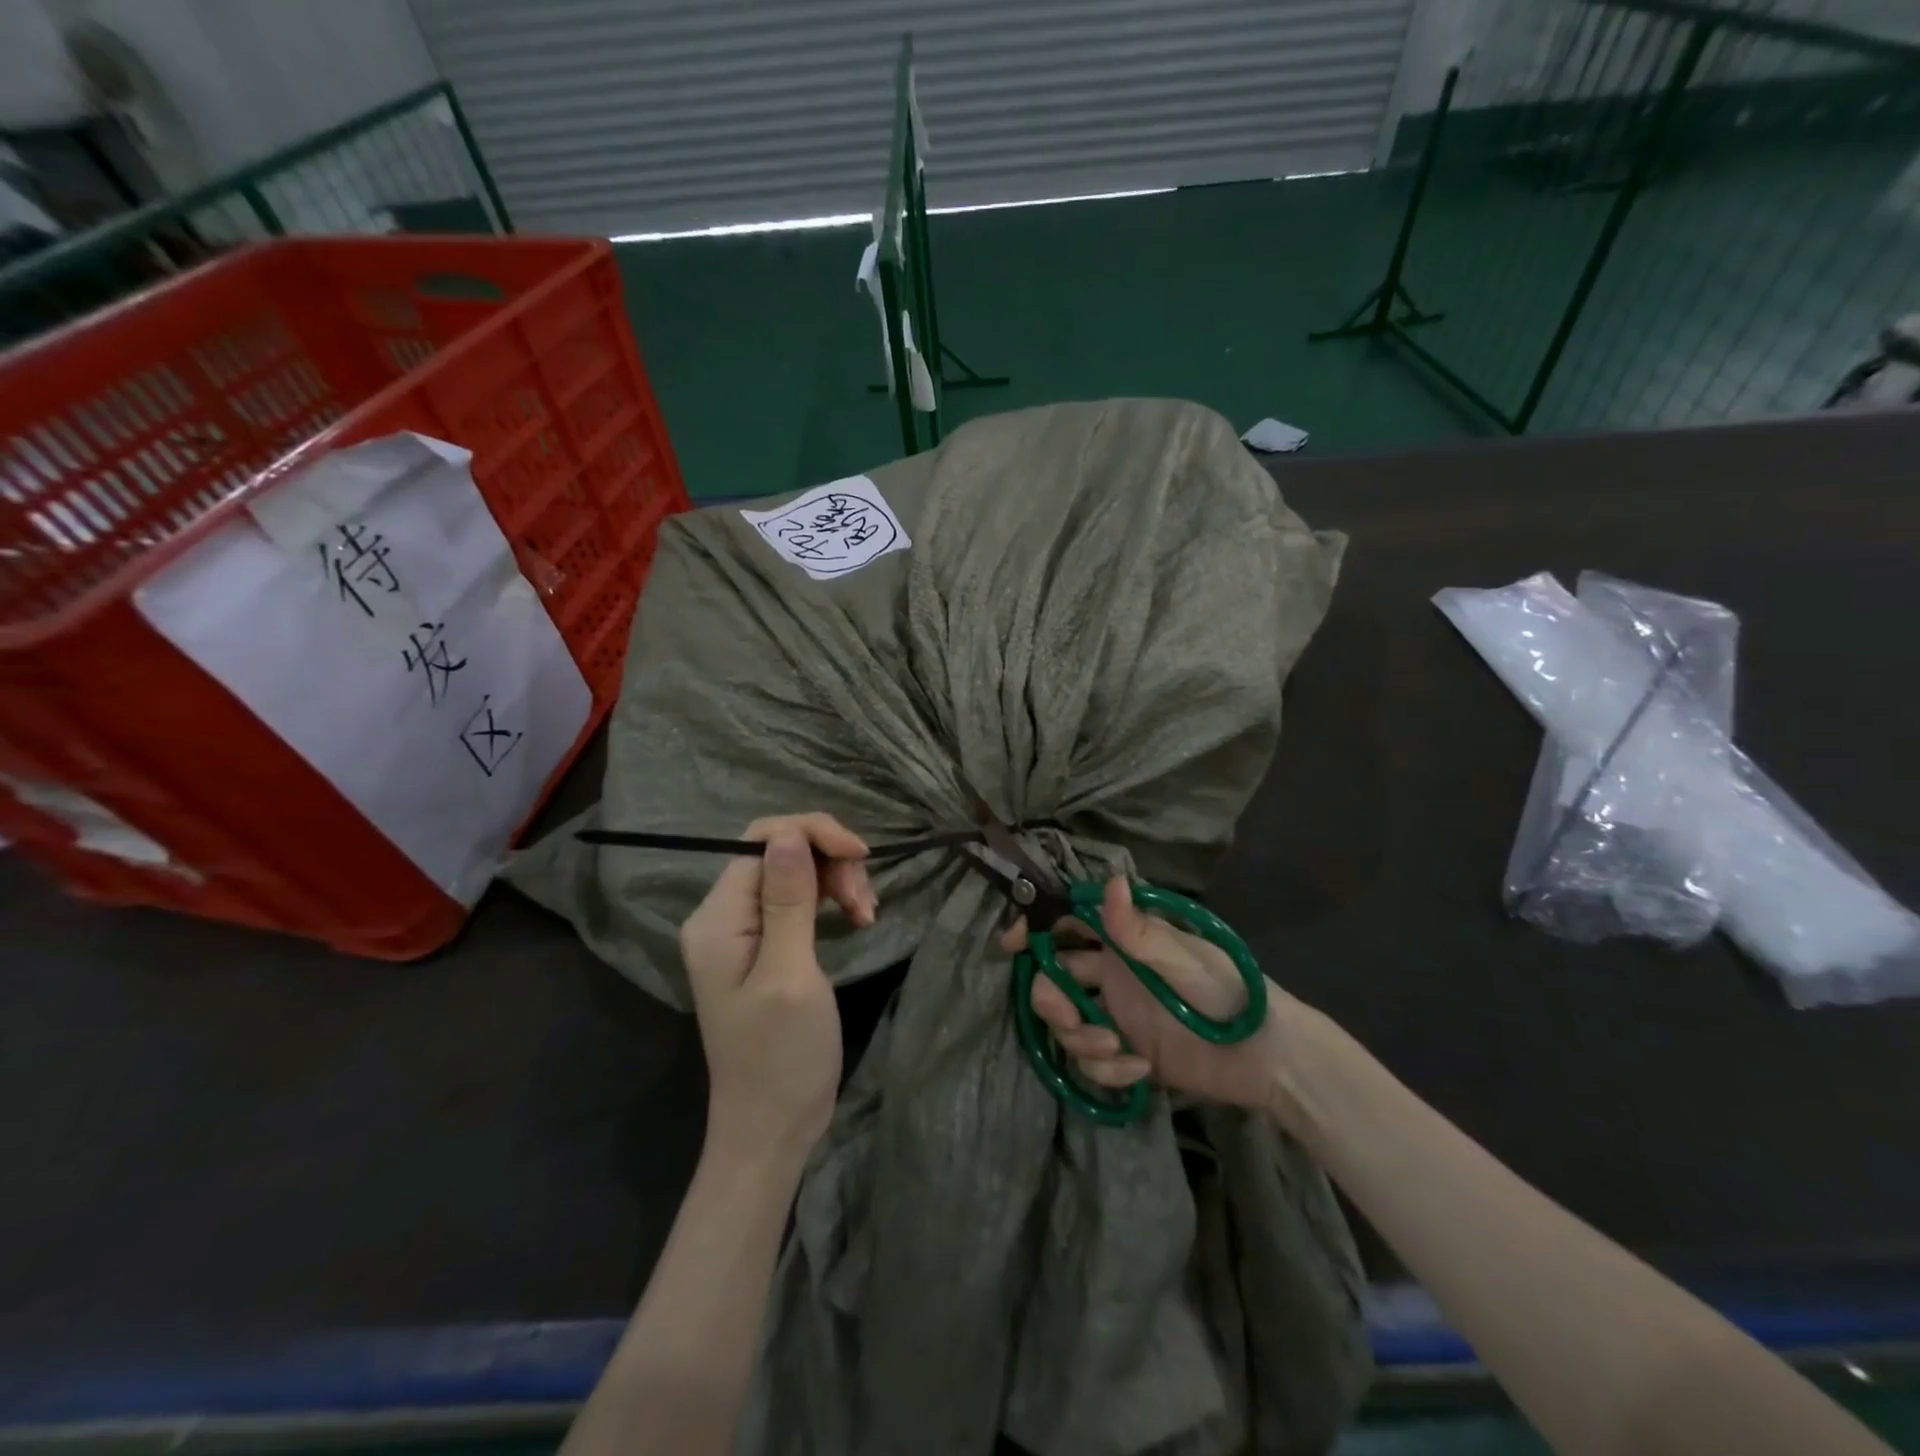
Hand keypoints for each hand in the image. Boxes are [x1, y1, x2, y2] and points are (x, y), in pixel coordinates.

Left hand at [679, 814, 876, 1163]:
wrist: (772, 1127)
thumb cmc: (782, 1057)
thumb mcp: (790, 975)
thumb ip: (787, 902)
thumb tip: (788, 834)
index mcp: (717, 918)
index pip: (762, 839)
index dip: (814, 834)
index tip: (862, 855)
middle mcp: (722, 916)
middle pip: (779, 852)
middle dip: (830, 861)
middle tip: (864, 903)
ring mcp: (742, 932)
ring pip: (794, 872)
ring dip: (836, 881)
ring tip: (866, 915)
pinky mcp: (764, 946)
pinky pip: (797, 900)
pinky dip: (830, 900)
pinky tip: (856, 919)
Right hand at [1006, 875, 1293, 1113]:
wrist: (1264, 1057)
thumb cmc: (1226, 991)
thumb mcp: (1183, 959)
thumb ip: (1138, 930)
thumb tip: (1110, 879)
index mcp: (1124, 942)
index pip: (1068, 924)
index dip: (1035, 928)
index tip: (1011, 945)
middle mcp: (1112, 974)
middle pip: (1055, 978)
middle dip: (1052, 1000)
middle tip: (1069, 1019)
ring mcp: (1117, 1015)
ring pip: (1068, 1023)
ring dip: (1080, 1039)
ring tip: (1116, 1049)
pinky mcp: (1125, 1054)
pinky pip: (1092, 1061)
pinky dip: (1107, 1068)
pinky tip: (1140, 1072)